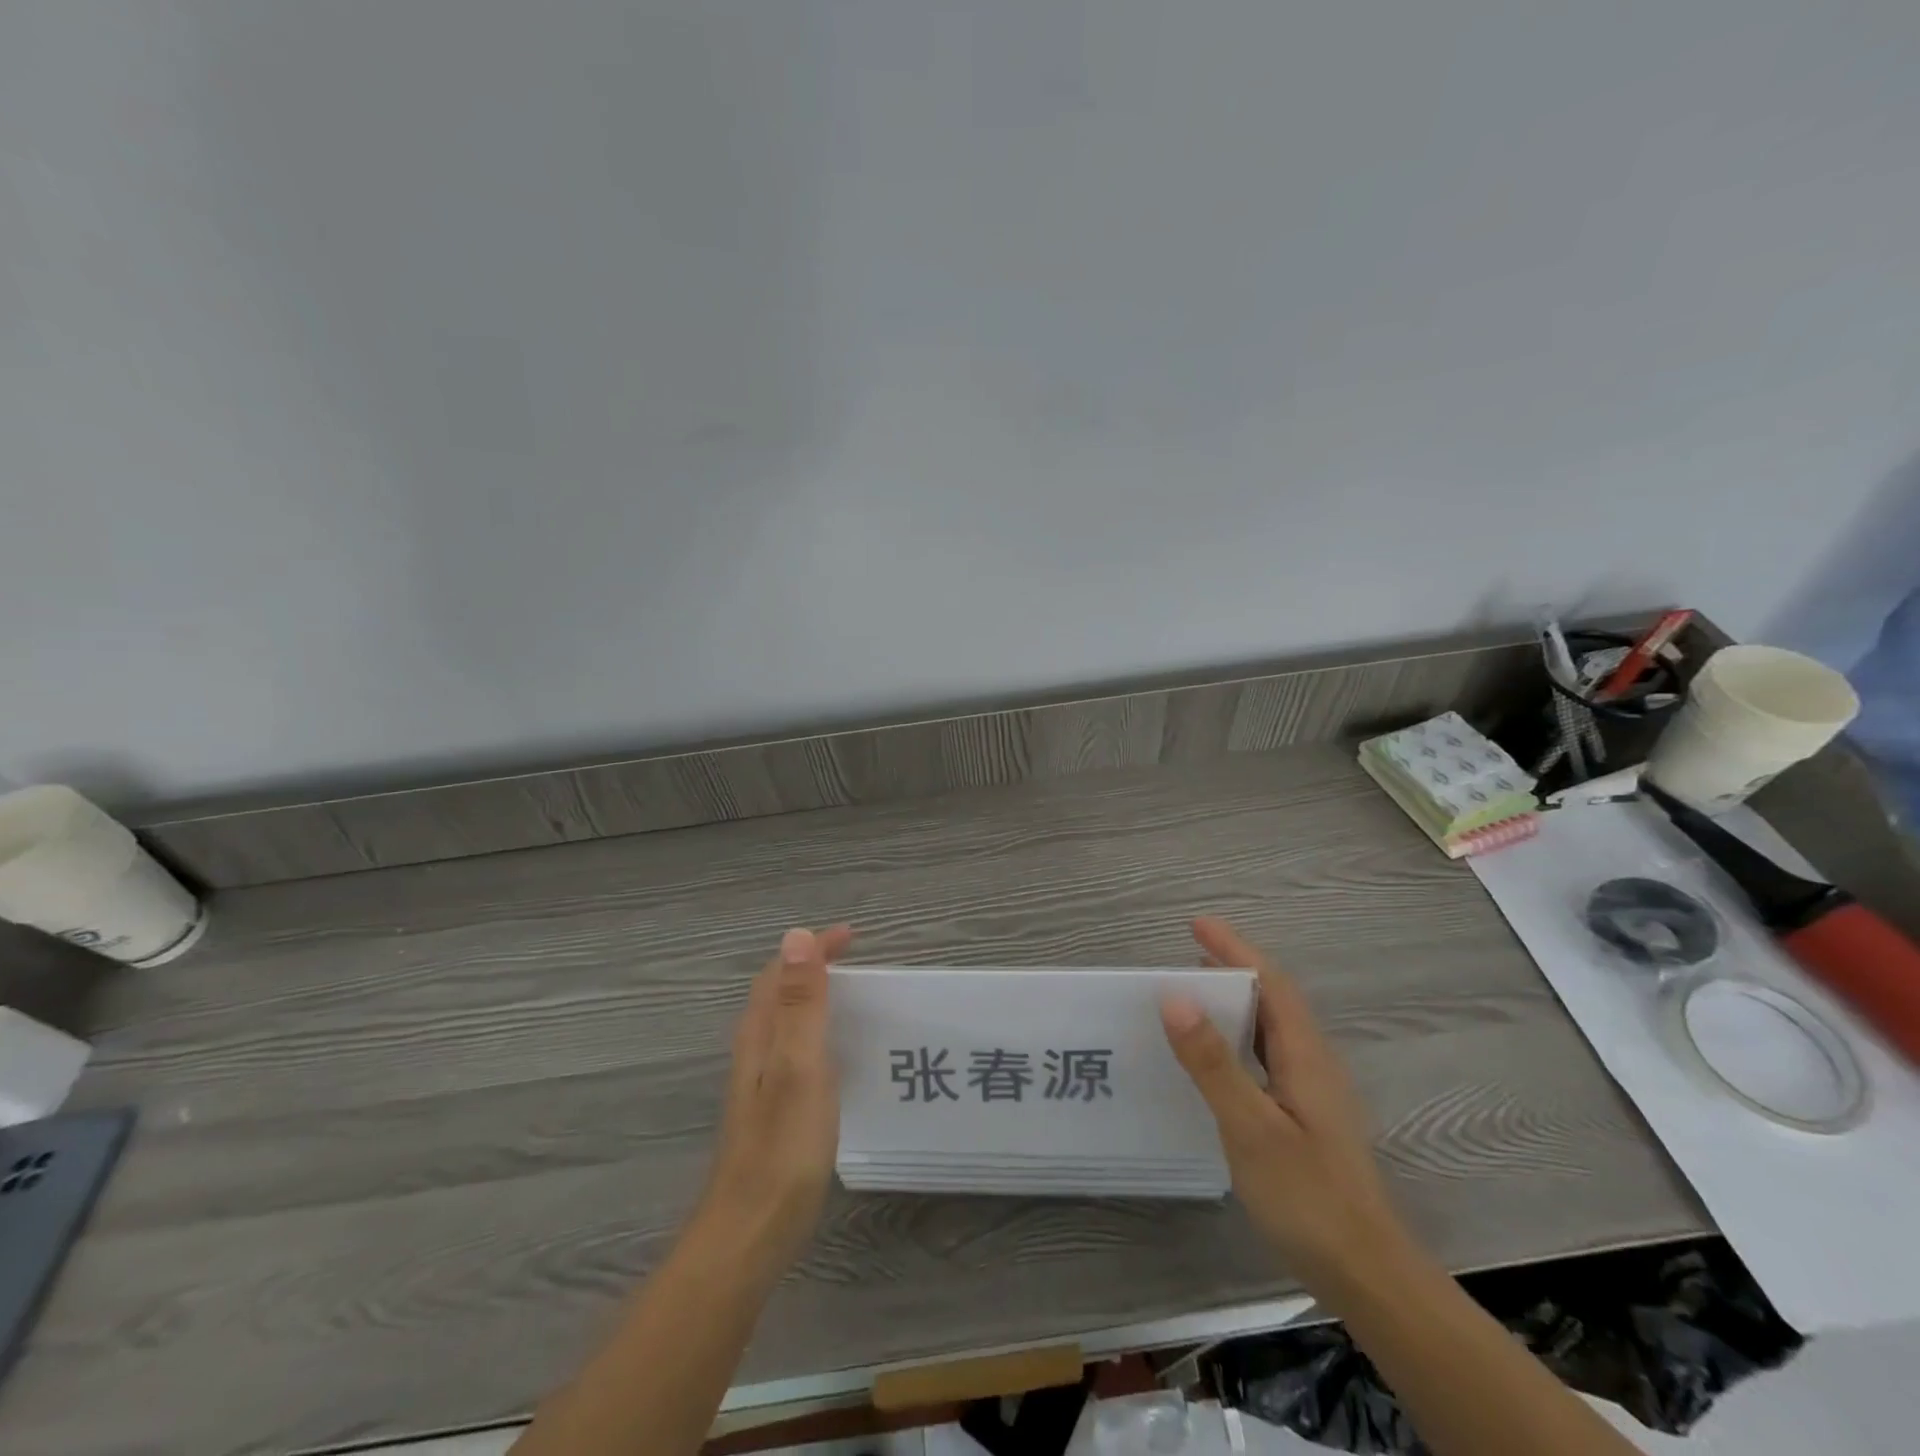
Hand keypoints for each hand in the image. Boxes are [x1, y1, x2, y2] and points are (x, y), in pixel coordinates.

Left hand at [697, 924, 853, 1272]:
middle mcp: (755, 1052)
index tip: (851, 937)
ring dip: (816, 1000)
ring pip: (787, 1024)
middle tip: (858, 963)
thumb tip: (796, 936)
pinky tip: (842, 1057)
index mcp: (759, 1036)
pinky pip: (796, 1052)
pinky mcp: (773, 1112)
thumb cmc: (782, 1148)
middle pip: (779, 994)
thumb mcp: (798, 1067)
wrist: (750, 1235)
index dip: (813, 949)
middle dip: (814, 968)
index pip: (781, 972)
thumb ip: (798, 1004)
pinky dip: (819, 1034)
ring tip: (857, 1000)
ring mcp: (761, 1085)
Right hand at [1160, 917, 1407, 1297]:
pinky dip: (1238, 1038)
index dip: (1235, 949)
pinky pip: (1268, 1056)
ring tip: (1192, 998)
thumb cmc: (1308, 1197)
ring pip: (1272, 1029)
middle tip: (1185, 957)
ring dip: (1235, 1003)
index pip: (1271, 983)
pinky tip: (1216, 1060)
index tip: (1197, 924)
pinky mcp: (1306, 1118)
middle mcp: (1313, 1064)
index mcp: (1305, 1055)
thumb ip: (1213, 1062)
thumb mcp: (1250, 1127)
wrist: (1366, 1274)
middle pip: (1274, 1000)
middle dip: (1233, 969)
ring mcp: (1313, 1093)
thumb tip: (1175, 997)